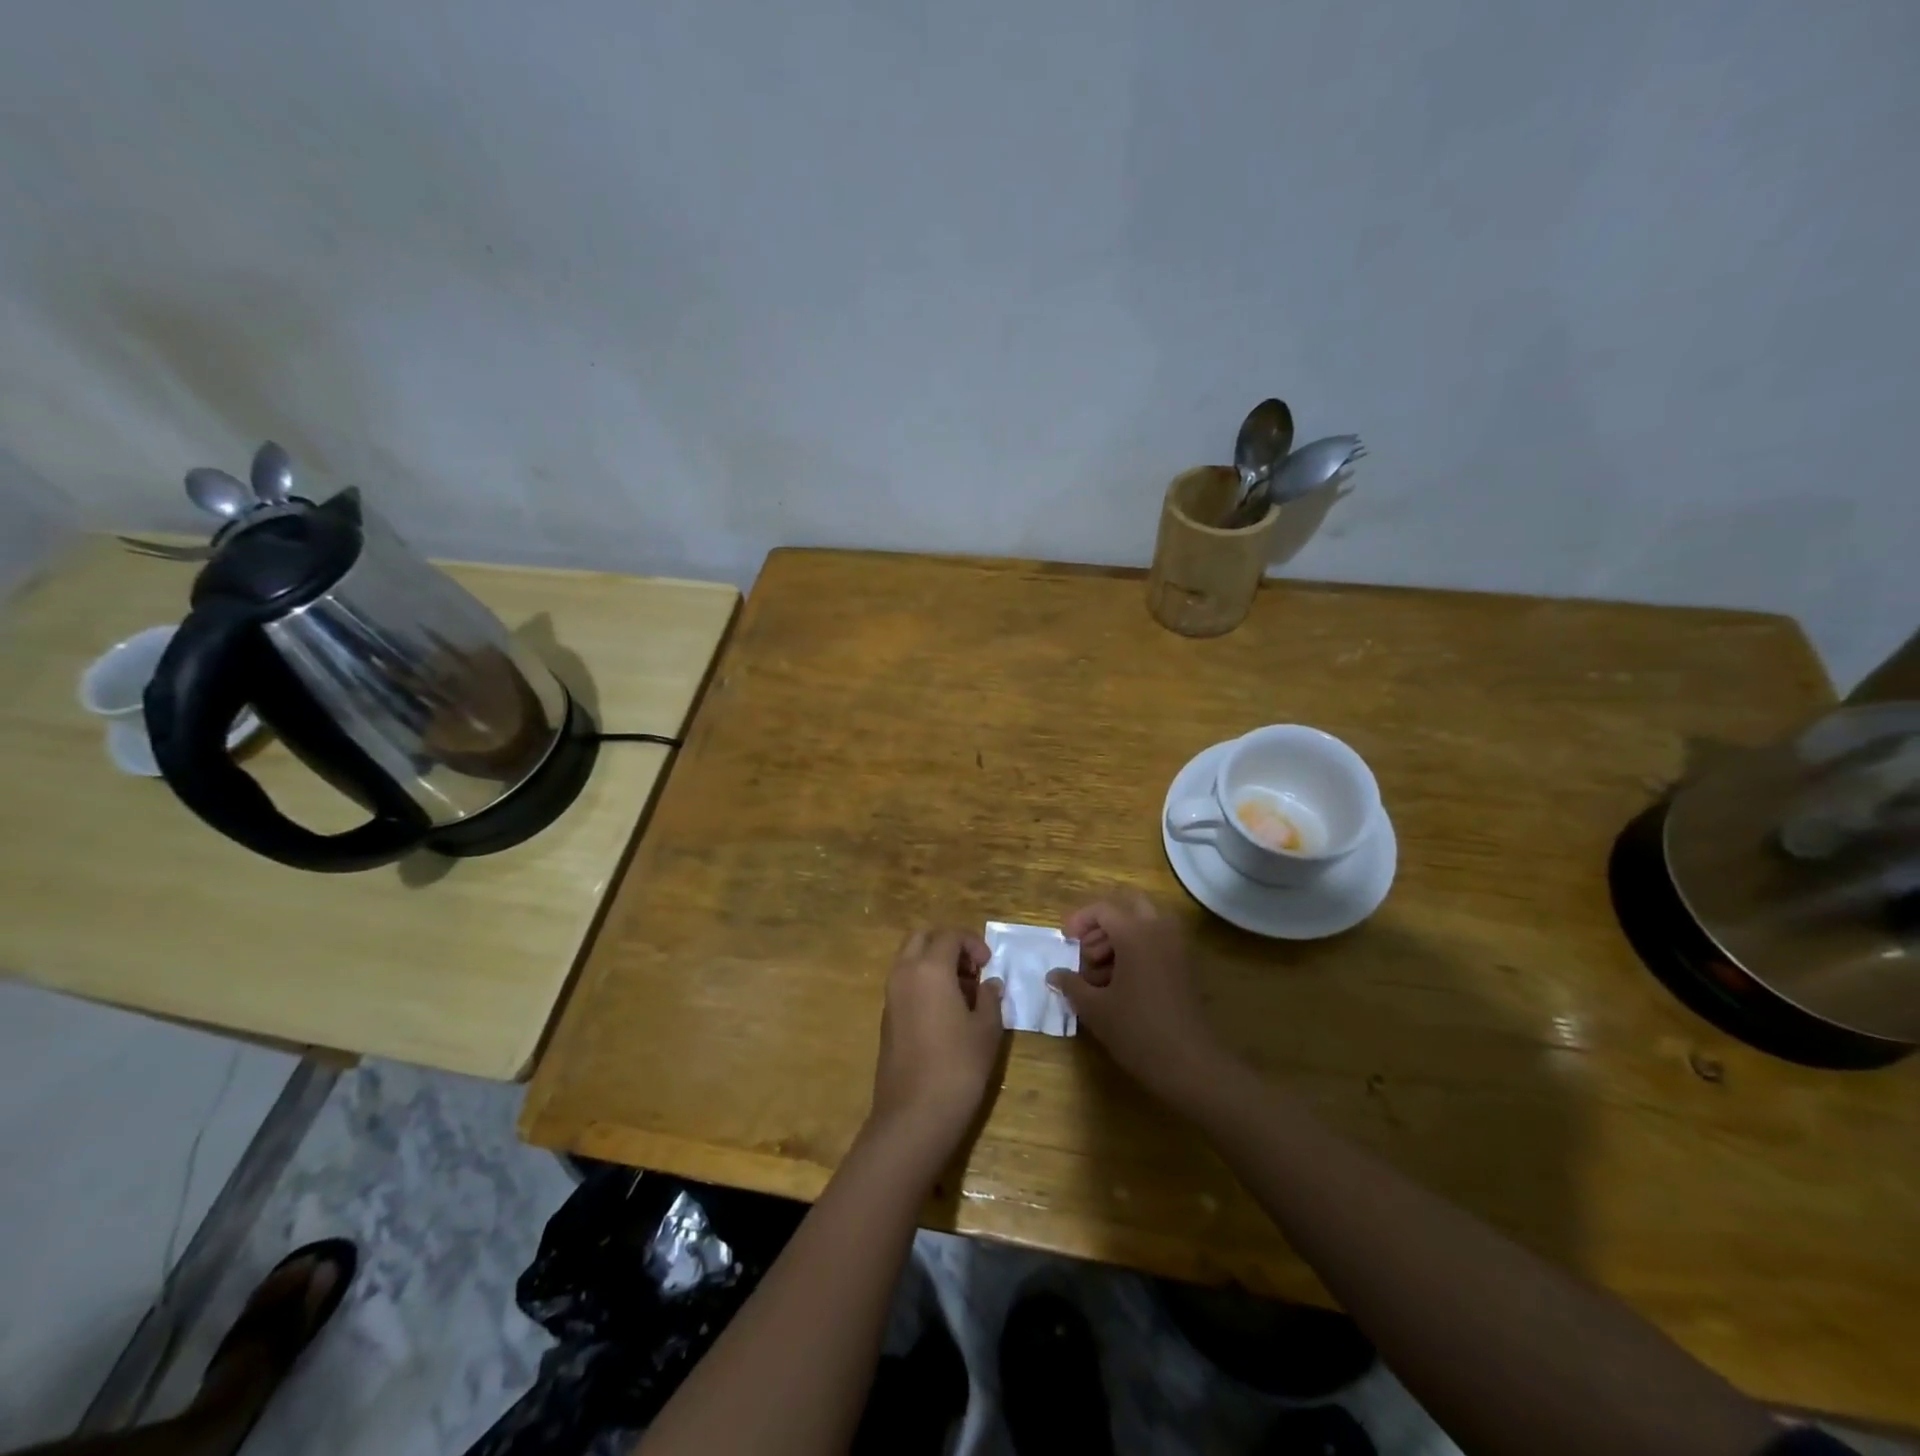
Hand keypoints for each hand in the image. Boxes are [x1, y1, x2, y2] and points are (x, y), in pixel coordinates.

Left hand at [870, 929, 1006, 1152]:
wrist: (914, 1114)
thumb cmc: (958, 1066)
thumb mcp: (986, 1029)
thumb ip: (989, 998)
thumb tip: (989, 984)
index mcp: (929, 968)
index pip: (949, 935)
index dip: (972, 943)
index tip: (988, 964)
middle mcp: (904, 973)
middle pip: (922, 938)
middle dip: (947, 944)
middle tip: (971, 969)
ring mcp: (890, 996)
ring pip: (909, 959)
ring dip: (934, 963)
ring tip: (963, 992)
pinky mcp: (886, 1018)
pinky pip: (904, 983)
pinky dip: (923, 982)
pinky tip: (945, 1012)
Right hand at [1048, 893, 1223, 1106]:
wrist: (1190, 1064)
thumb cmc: (1137, 1031)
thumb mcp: (1095, 1009)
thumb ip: (1071, 984)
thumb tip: (1054, 974)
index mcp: (1135, 933)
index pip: (1102, 910)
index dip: (1079, 921)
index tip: (1066, 941)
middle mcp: (1159, 930)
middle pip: (1127, 907)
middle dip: (1103, 924)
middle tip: (1086, 950)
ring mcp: (1177, 947)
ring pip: (1144, 924)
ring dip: (1119, 938)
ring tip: (1099, 974)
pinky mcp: (1185, 966)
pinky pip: (1157, 942)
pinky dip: (1137, 950)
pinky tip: (1121, 984)